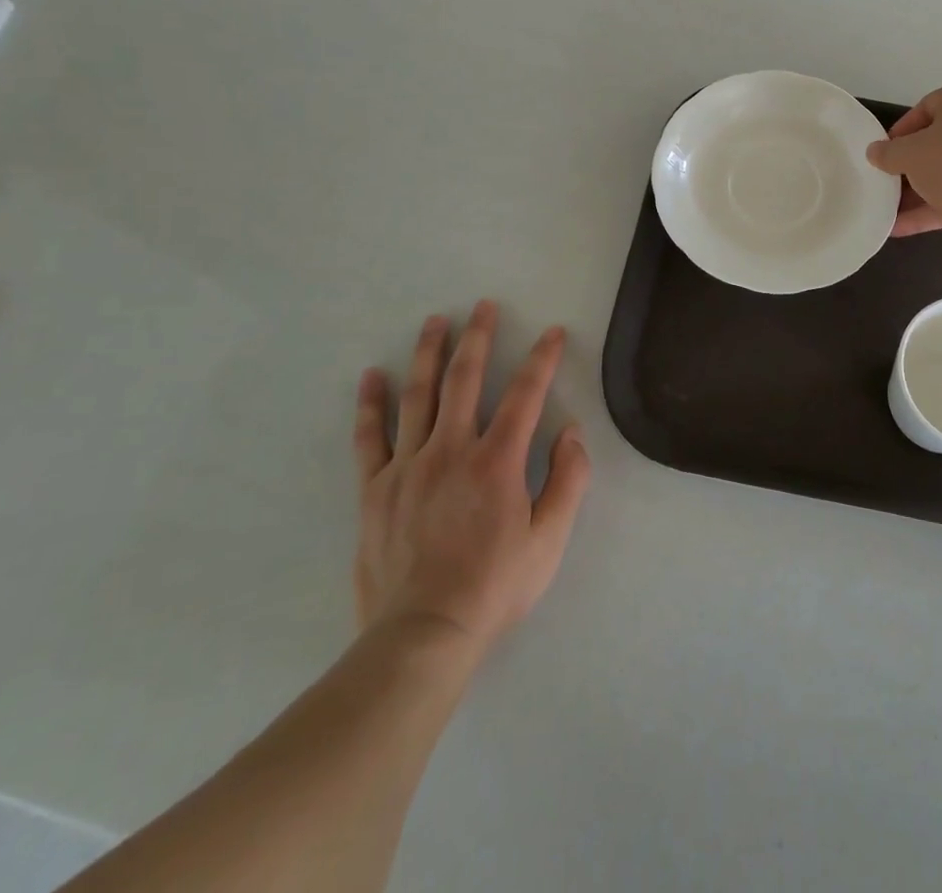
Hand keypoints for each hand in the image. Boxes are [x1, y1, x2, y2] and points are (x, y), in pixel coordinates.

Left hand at [352, 300, 590, 654]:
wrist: (422, 635)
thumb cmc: (494, 587)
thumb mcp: (549, 540)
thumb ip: (568, 480)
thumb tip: (572, 431)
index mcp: (497, 460)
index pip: (525, 394)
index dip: (542, 358)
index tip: (552, 332)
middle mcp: (451, 450)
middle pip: (465, 379)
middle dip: (477, 337)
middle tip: (482, 305)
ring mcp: (407, 467)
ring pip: (418, 396)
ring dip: (428, 354)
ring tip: (435, 321)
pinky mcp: (374, 489)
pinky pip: (369, 438)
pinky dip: (371, 404)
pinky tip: (372, 376)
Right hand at [865, 84, 941, 254]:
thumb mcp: (910, 154)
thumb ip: (888, 153)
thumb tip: (874, 152)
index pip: (927, 107)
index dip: (901, 130)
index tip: (884, 153)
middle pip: (938, 143)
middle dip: (909, 165)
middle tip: (885, 181)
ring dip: (917, 193)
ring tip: (887, 210)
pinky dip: (931, 210)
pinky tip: (899, 229)